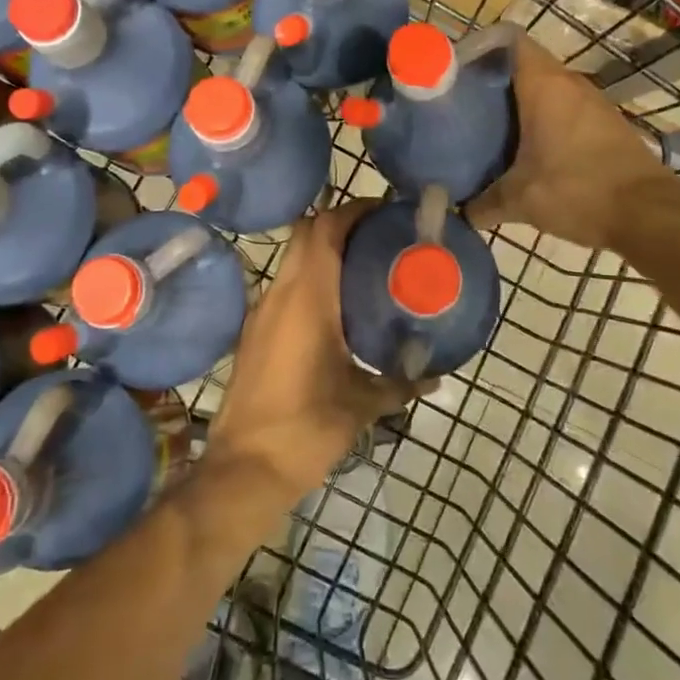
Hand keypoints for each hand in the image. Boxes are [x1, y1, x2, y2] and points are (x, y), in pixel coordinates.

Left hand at [205, 202, 425, 506]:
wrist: (244, 468)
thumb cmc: (306, 428)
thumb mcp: (361, 405)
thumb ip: (400, 384)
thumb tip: (435, 378)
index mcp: (308, 297)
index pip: (325, 229)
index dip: (354, 211)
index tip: (385, 211)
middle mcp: (281, 292)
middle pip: (306, 232)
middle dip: (339, 223)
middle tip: (377, 234)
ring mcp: (262, 310)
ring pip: (292, 257)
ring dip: (323, 249)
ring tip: (362, 264)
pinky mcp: (255, 330)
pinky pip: (285, 284)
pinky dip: (310, 276)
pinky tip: (334, 305)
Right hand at [467, 35, 673, 252]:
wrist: (648, 213)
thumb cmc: (577, 190)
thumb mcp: (520, 200)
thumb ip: (483, 202)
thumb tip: (461, 211)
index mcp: (544, 85)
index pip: (510, 41)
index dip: (482, 49)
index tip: (457, 72)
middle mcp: (569, 83)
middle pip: (524, 66)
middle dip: (494, 82)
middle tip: (464, 106)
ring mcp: (592, 101)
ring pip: (546, 88)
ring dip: (521, 103)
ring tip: (490, 128)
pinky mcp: (606, 123)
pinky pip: (565, 109)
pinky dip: (545, 120)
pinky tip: (528, 149)